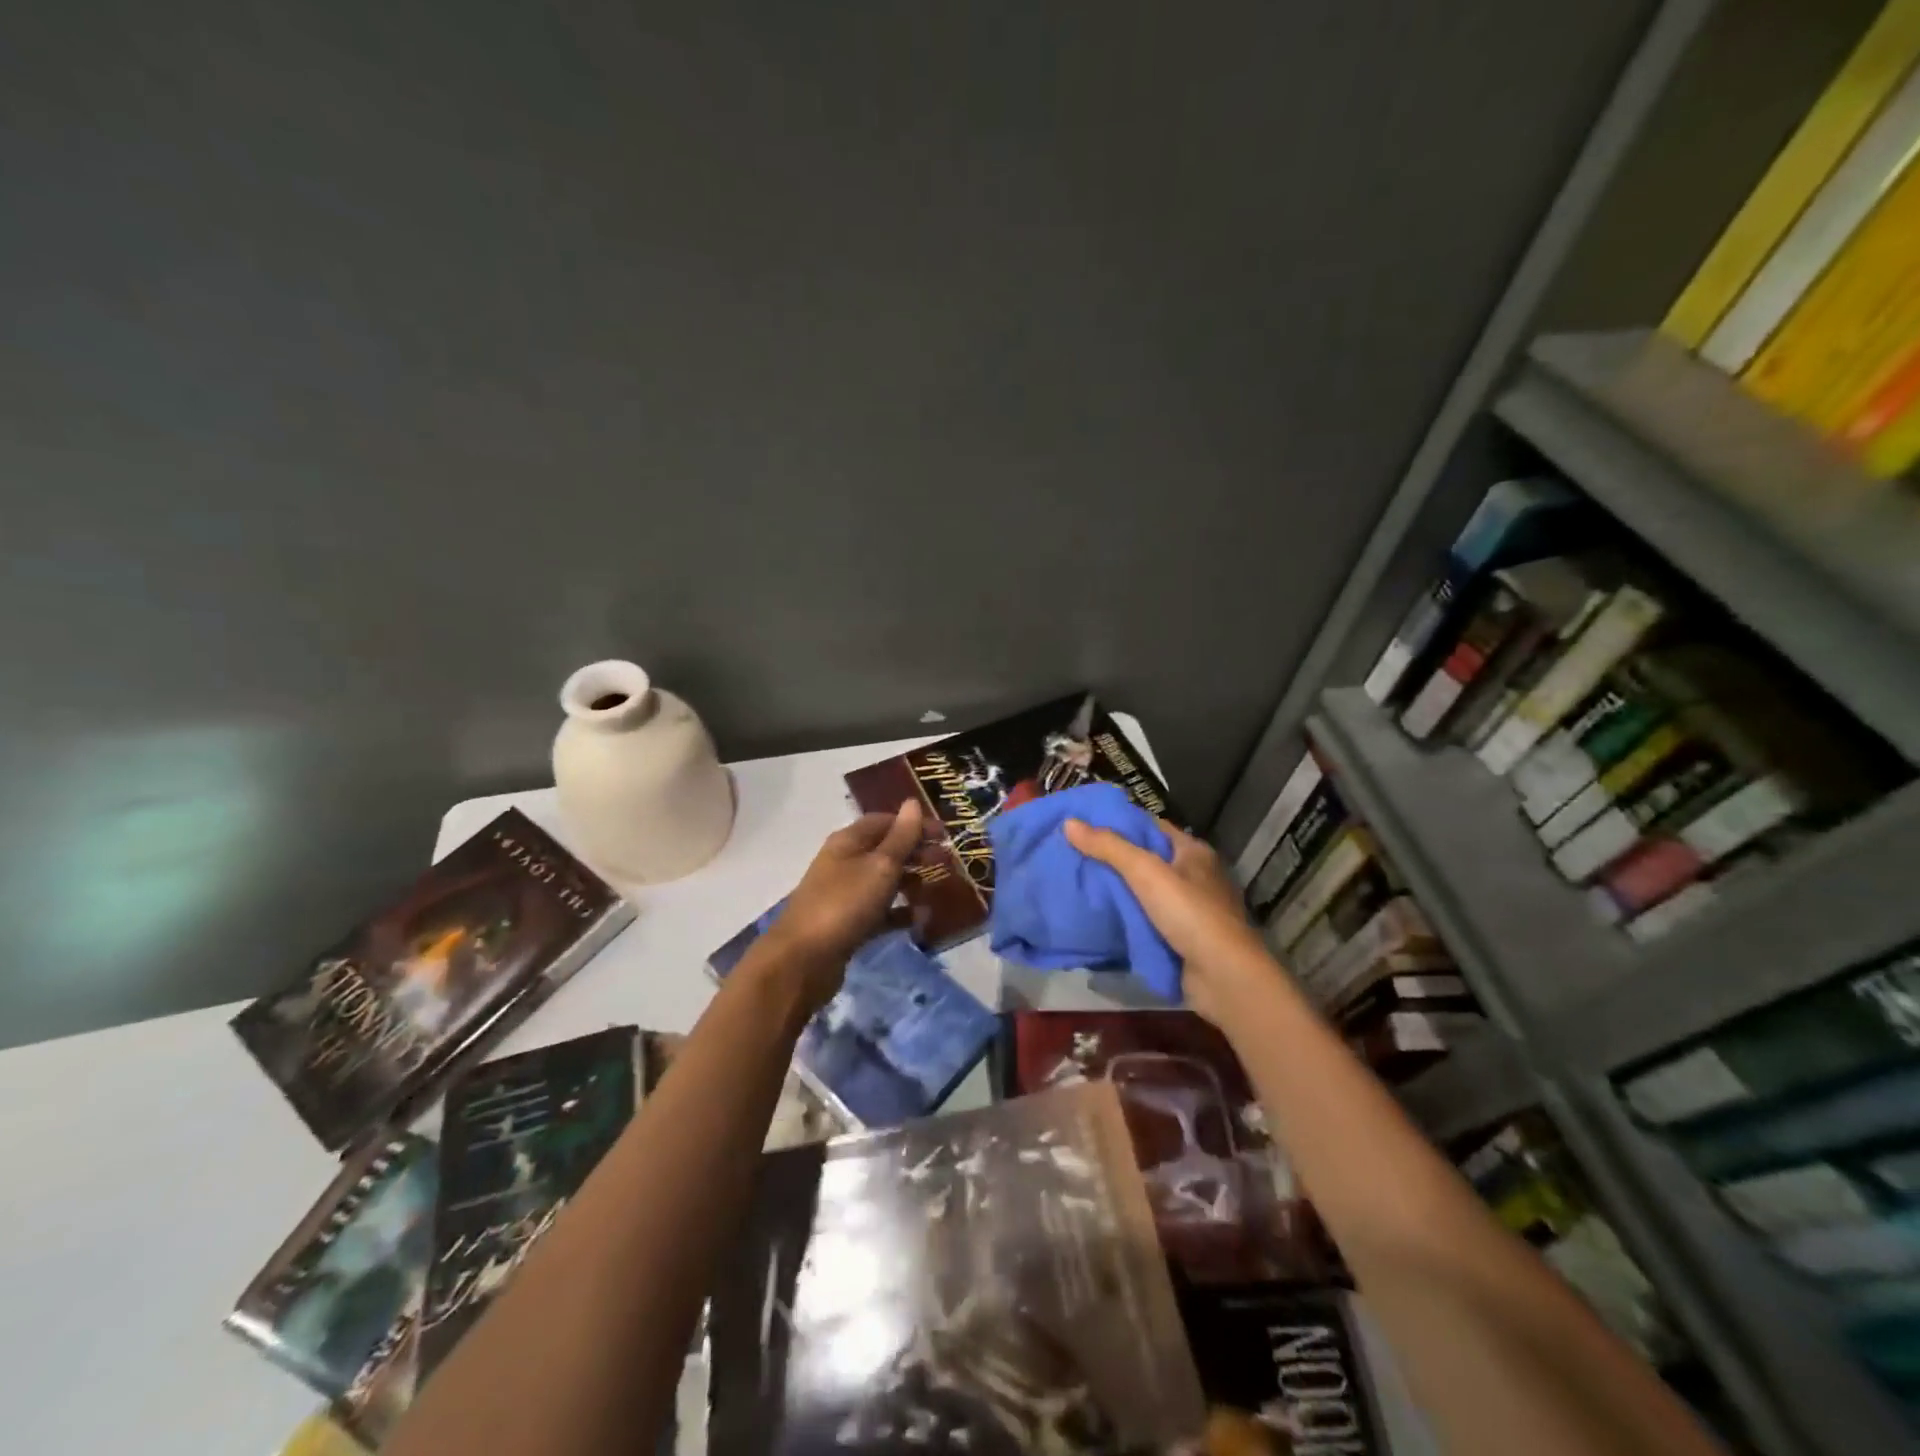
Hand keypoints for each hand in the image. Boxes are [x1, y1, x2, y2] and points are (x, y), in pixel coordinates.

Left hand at [757, 799, 924, 1009]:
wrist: (802, 961)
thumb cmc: (844, 904)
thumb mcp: (879, 866)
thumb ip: (901, 837)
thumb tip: (913, 803)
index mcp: (848, 841)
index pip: (884, 821)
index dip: (914, 824)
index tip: (945, 835)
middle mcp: (844, 863)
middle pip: (885, 850)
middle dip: (916, 852)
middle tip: (947, 861)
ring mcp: (844, 895)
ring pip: (883, 881)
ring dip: (910, 881)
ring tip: (938, 887)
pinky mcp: (847, 925)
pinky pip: (879, 912)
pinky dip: (899, 913)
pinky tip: (919, 919)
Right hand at [1063, 817, 1268, 1022]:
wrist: (1224, 977)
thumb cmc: (1190, 913)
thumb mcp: (1146, 871)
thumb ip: (1108, 847)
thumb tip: (1069, 823)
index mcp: (1193, 852)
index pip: (1151, 827)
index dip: (1119, 824)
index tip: (1083, 825)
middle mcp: (1195, 876)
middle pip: (1146, 859)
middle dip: (1112, 858)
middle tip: (1072, 854)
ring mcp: (1190, 910)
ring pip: (1145, 892)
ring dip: (1117, 890)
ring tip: (1077, 882)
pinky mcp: (1183, 938)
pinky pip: (1147, 920)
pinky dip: (1126, 917)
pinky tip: (1099, 916)